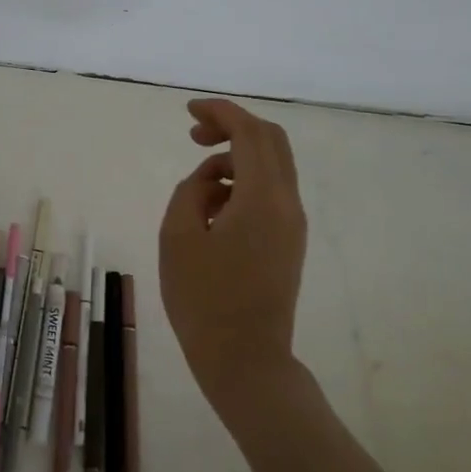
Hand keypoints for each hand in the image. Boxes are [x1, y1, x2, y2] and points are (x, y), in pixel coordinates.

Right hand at [158, 98, 307, 419]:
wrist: (245, 360)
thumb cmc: (204, 300)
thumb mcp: (178, 237)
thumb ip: (191, 191)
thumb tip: (209, 179)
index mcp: (261, 198)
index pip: (249, 133)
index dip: (220, 112)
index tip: (189, 112)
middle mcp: (286, 203)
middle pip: (271, 141)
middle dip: (232, 127)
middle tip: (194, 136)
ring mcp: (292, 224)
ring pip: (272, 166)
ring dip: (236, 157)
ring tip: (196, 182)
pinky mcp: (289, 242)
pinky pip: (270, 193)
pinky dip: (243, 182)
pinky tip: (213, 209)